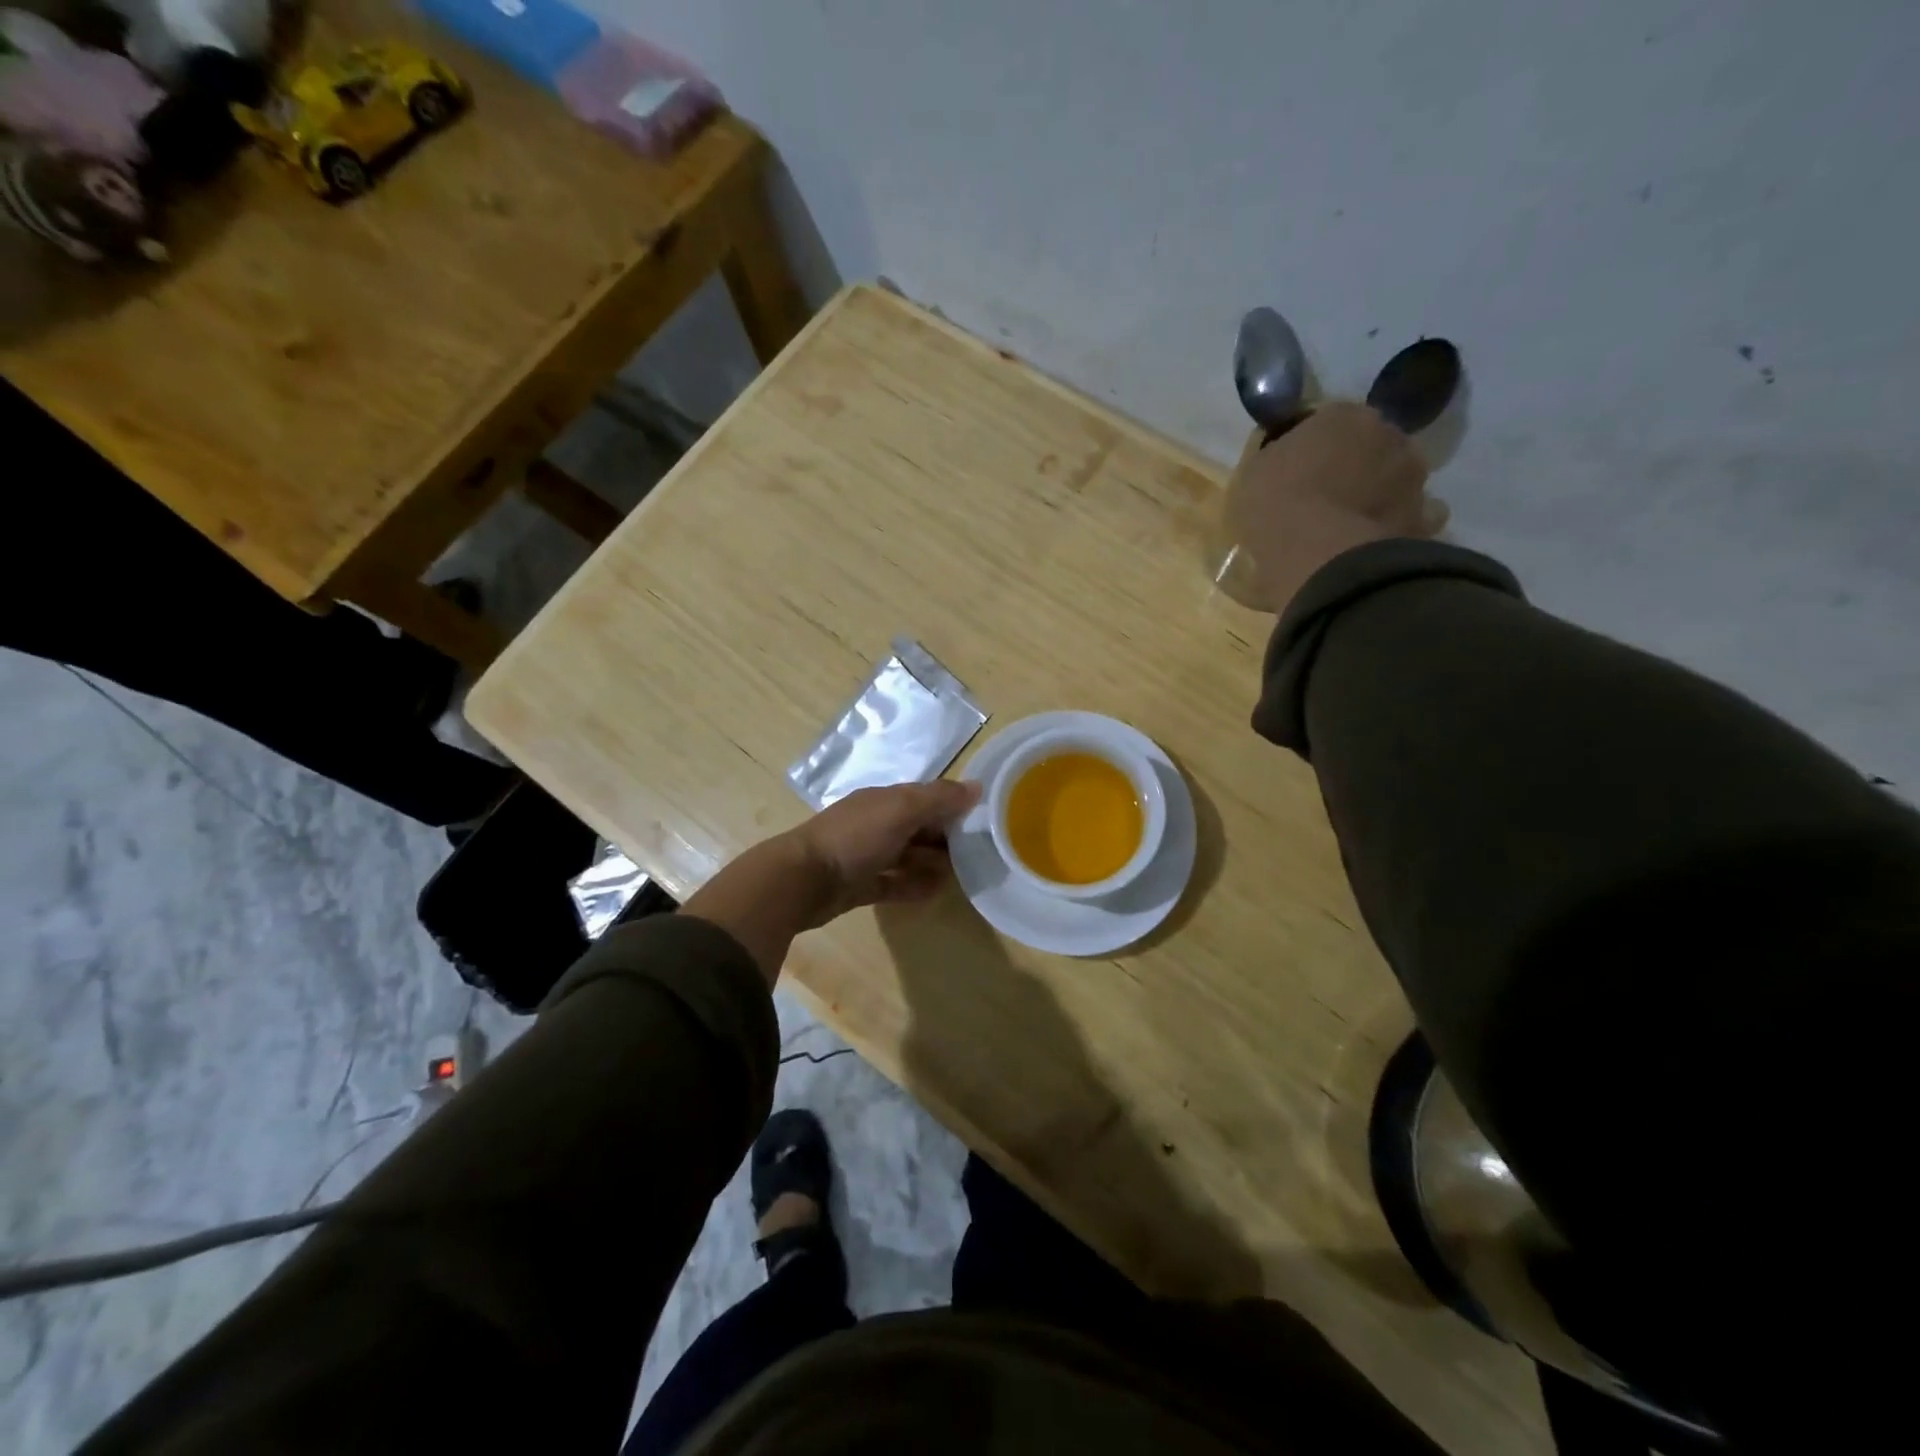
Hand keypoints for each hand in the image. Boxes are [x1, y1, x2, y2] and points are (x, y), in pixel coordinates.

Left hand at [788, 780, 981, 924]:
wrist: (802, 880)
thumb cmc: (855, 838)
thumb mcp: (901, 810)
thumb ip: (939, 798)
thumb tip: (977, 787)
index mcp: (883, 800)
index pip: (925, 797)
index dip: (952, 804)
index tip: (984, 818)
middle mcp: (875, 824)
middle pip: (918, 826)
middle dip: (946, 835)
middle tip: (979, 850)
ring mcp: (866, 856)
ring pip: (907, 855)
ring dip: (933, 862)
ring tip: (963, 873)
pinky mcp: (860, 886)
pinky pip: (894, 883)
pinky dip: (914, 886)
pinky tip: (937, 892)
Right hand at [1228, 402, 1447, 613]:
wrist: (1319, 556)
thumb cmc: (1276, 505)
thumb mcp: (1252, 473)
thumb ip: (1273, 456)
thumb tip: (1282, 456)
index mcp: (1342, 415)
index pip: (1327, 420)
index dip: (1311, 445)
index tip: (1295, 469)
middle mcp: (1387, 433)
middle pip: (1367, 444)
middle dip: (1352, 464)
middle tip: (1324, 495)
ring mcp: (1412, 476)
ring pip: (1393, 477)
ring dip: (1377, 492)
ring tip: (1349, 523)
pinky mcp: (1424, 517)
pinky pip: (1413, 516)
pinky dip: (1398, 524)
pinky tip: (1374, 542)